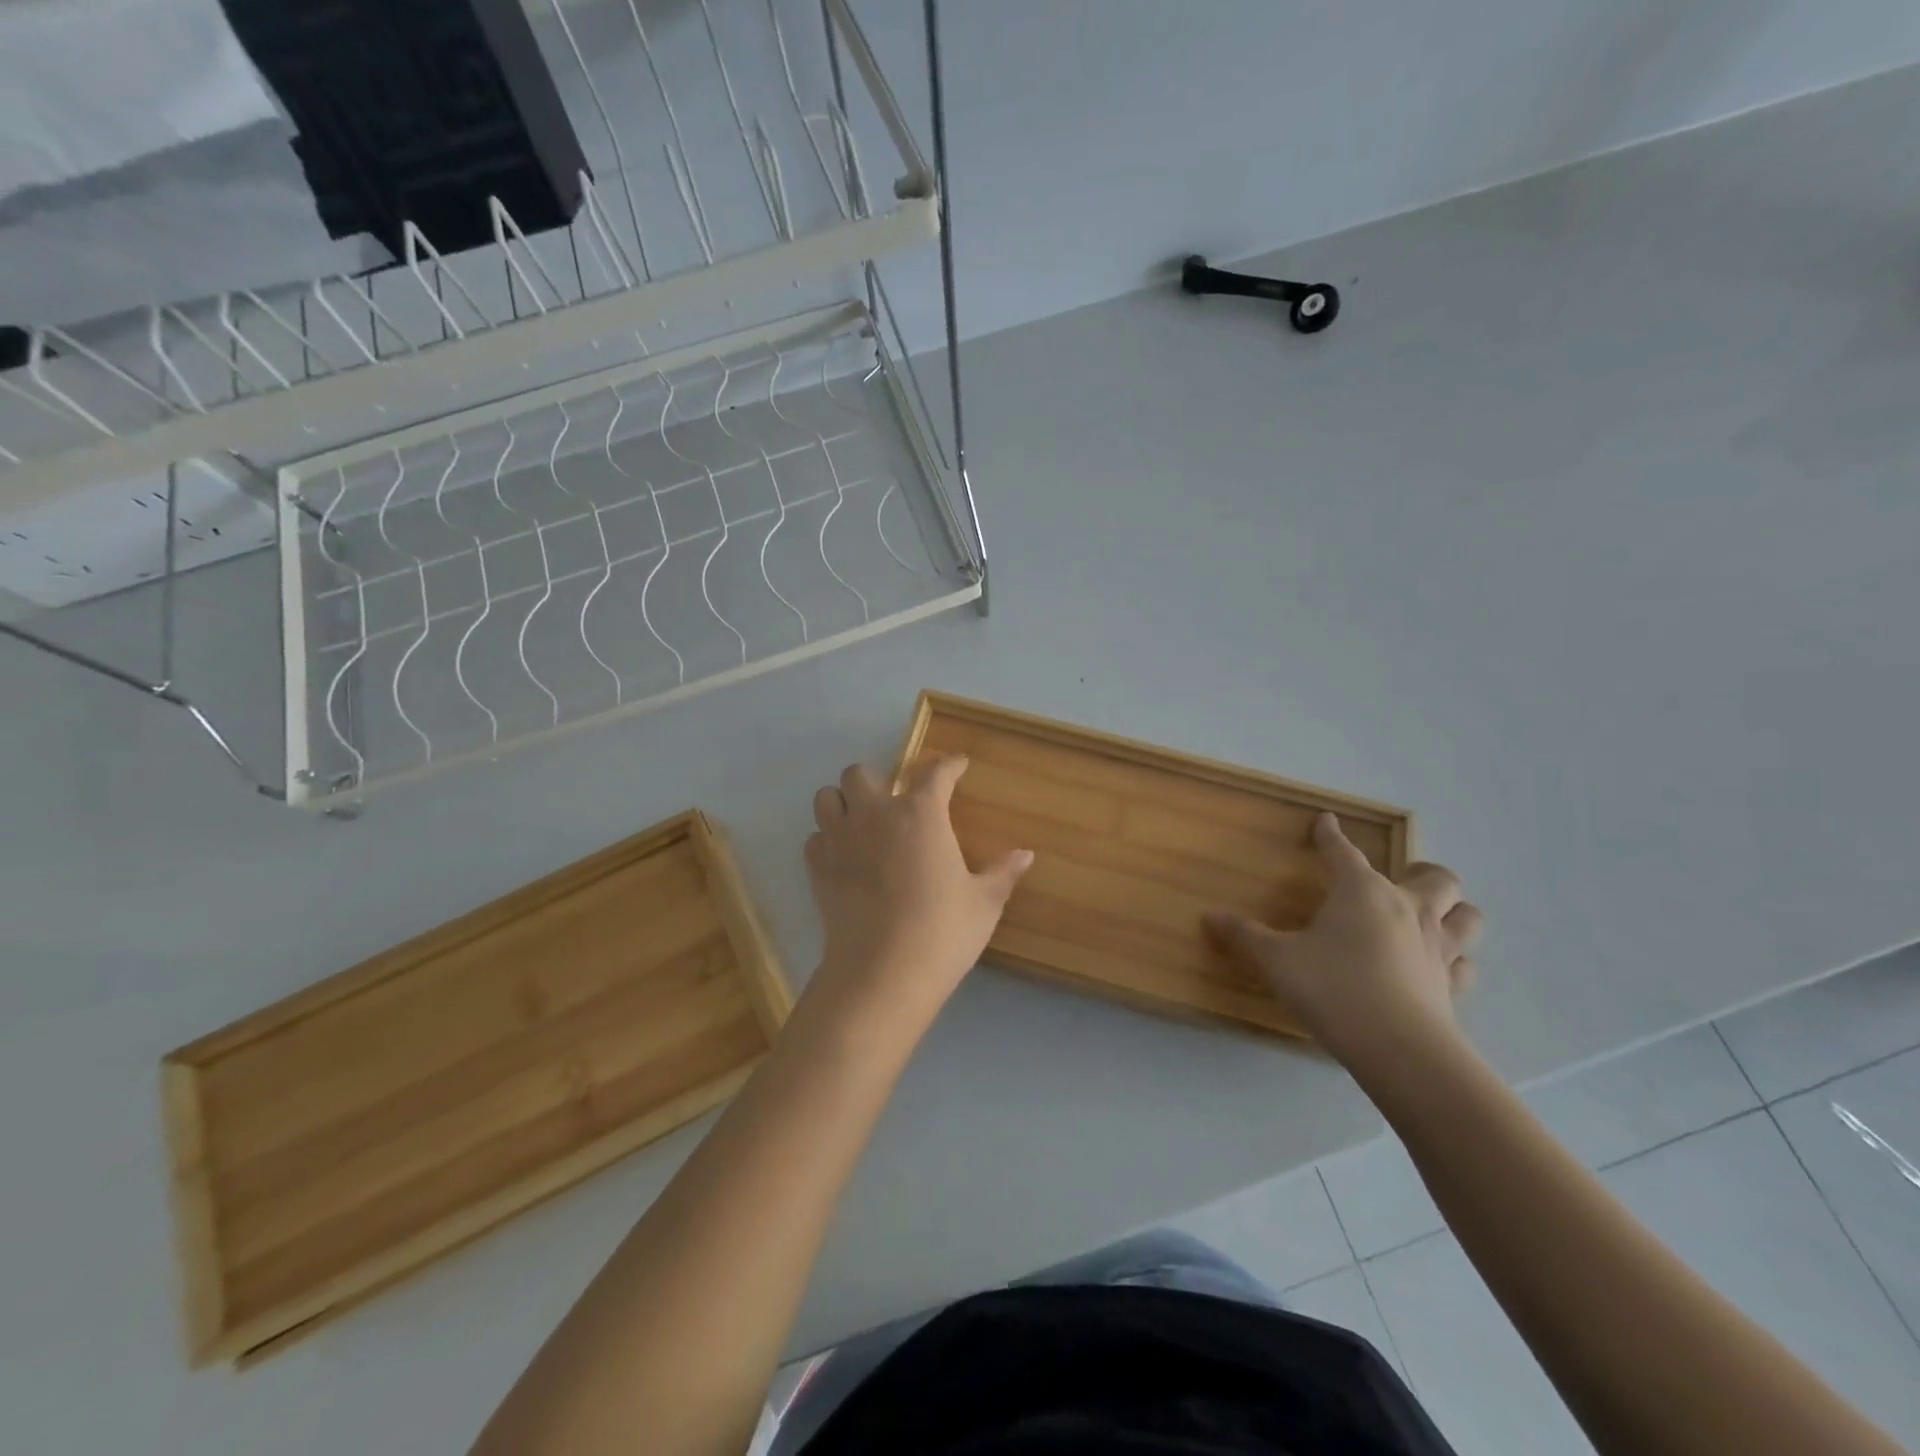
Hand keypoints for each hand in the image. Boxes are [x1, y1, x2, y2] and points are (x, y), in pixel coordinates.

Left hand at [803, 755, 1032, 1031]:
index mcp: (921, 814)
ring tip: (861, 823)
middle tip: (894, 804)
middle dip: (877, 781)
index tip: (958, 765)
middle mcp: (875, 815)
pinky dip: (827, 840)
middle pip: (860, 773)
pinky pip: (815, 838)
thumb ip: (1002, 873)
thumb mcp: (983, 903)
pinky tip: (844, 858)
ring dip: (843, 803)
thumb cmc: (942, 932)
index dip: (949, 765)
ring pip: (826, 797)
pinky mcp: (818, 869)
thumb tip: (1026, 854)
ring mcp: (840, 840)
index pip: (935, 773)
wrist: (883, 974)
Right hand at [1204, 813, 1481, 1068]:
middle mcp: (1407, 909)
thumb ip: (1244, 937)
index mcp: (1362, 892)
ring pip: (1467, 916)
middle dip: (1422, 871)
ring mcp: (1437, 948)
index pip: (1343, 852)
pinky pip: (1464, 964)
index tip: (1326, 821)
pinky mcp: (1452, 986)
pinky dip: (1455, 959)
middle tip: (1403, 876)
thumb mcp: (1276, 961)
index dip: (1331, 835)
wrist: (1400, 1050)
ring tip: (1434, 915)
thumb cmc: (1334, 989)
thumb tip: (1210, 918)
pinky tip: (1438, 966)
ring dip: (1454, 910)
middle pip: (1436, 877)